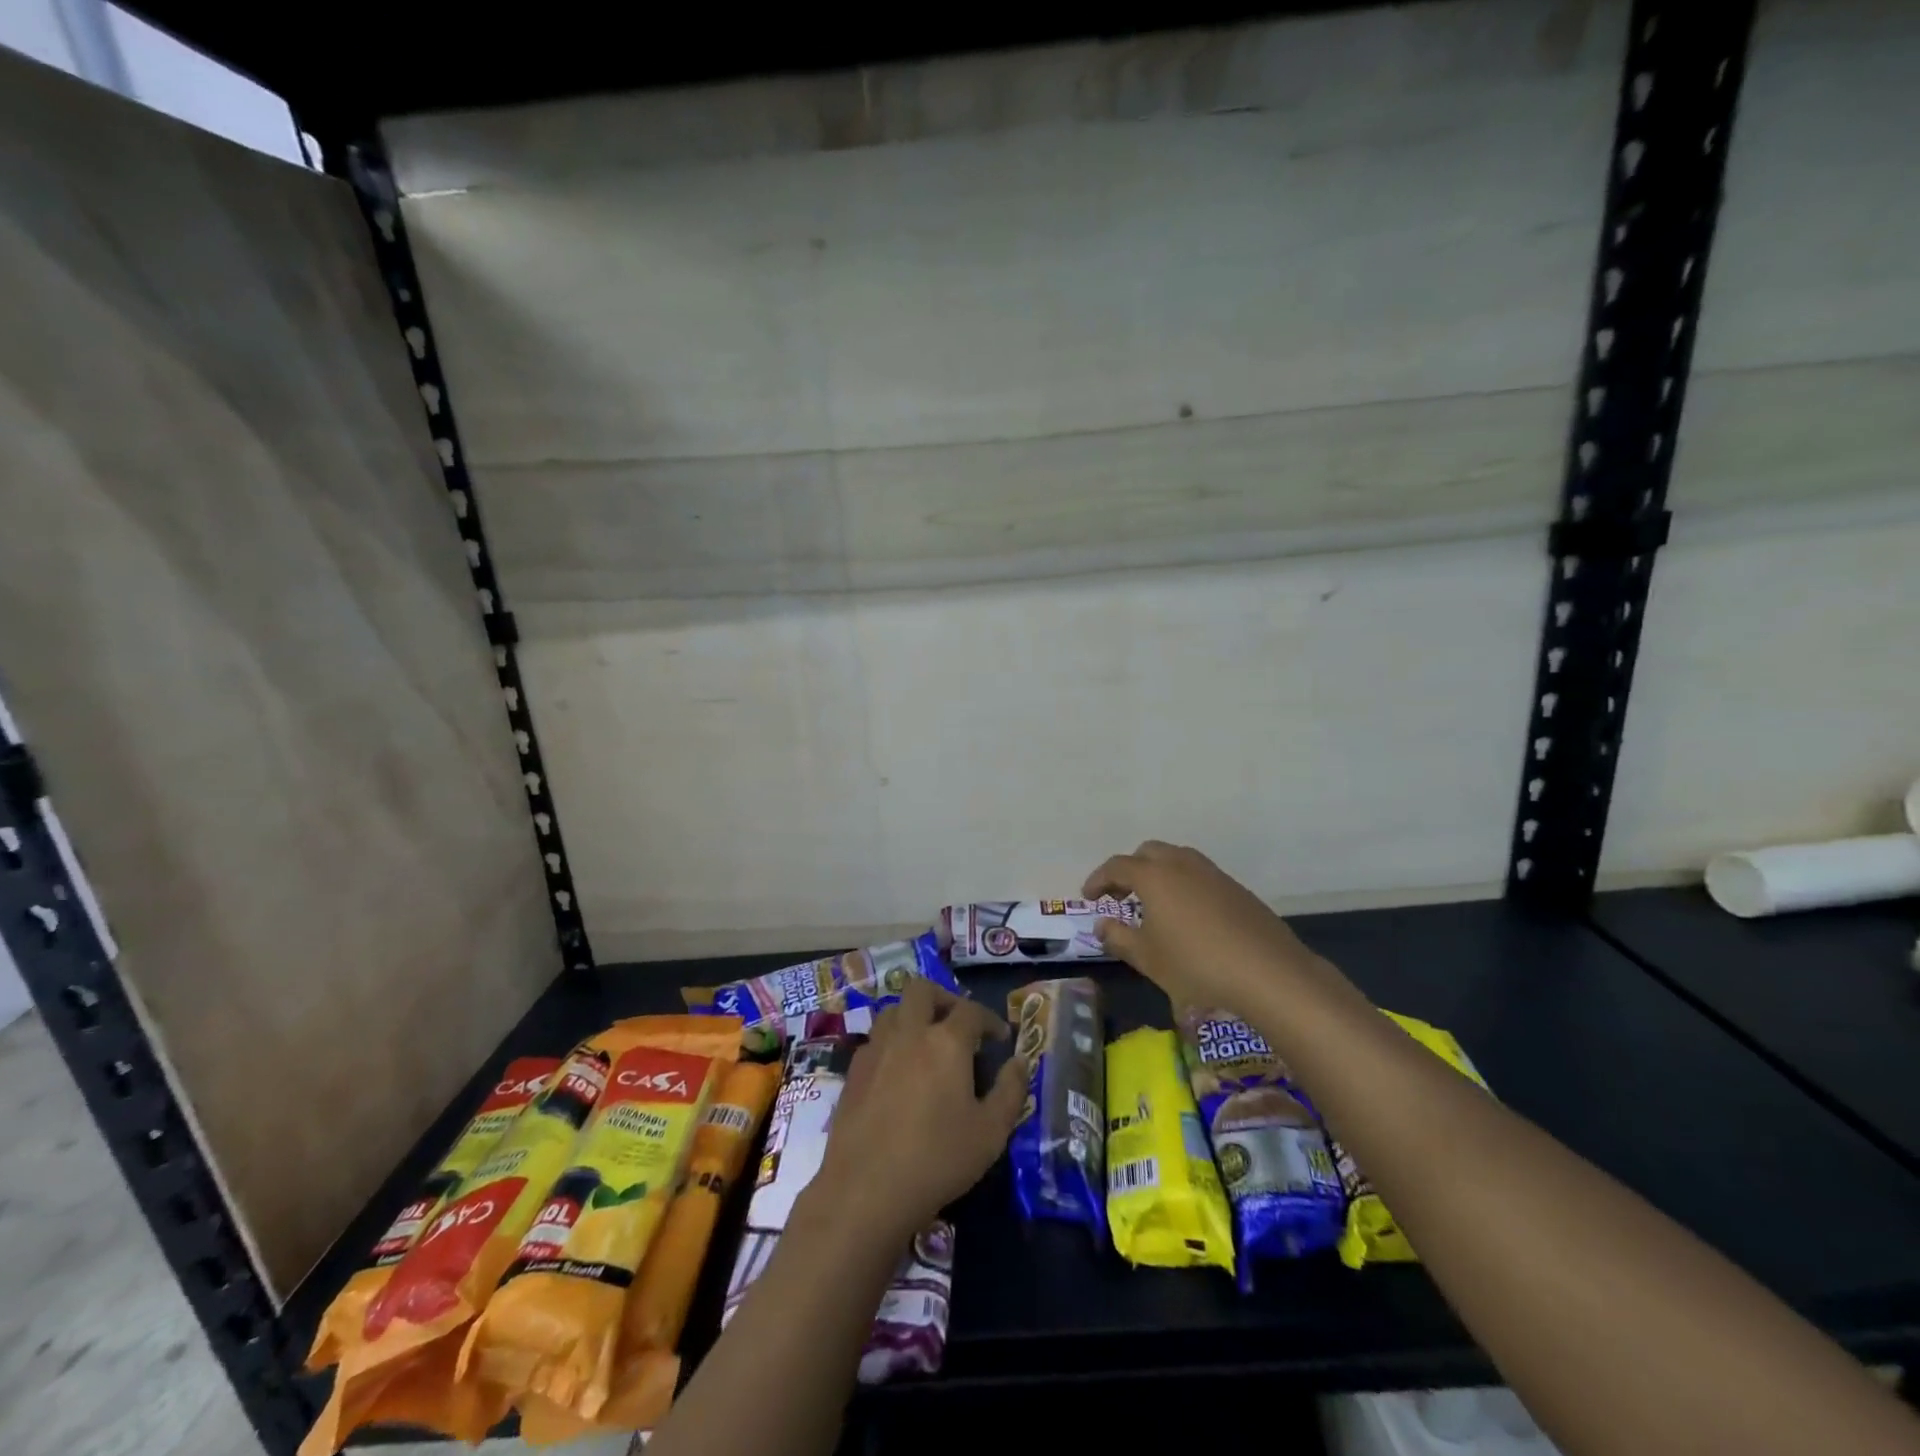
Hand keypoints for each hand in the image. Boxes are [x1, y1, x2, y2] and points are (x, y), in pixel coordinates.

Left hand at [807, 978, 1026, 1244]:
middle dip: (944, 999)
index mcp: (946, 1042)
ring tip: (927, 1043)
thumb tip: (1020, 1062)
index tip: (1000, 1038)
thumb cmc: (937, 1160)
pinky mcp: (853, 1072)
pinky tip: (899, 1072)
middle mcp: (909, 1033)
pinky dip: (892, 1043)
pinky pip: (875, 1040)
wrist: (865, 1189)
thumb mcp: (991, 1133)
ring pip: (894, 1010)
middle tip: (958, 1025)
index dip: (990, 1019)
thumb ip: (1011, 1092)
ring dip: (913, 1016)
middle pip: (922, 990)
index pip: (971, 1011)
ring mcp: (876, 1049)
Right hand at [1084, 840, 1330, 1015]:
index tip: (1088, 897)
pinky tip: (1188, 917)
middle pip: (1148, 853)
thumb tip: (1101, 925)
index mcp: (1154, 876)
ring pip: (1177, 859)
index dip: (1098, 880)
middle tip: (1120, 898)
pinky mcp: (1236, 888)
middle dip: (1129, 870)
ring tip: (1154, 906)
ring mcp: (1213, 873)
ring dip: (1158, 875)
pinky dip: (1183, 885)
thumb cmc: (1196, 965)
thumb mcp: (1148, 959)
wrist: (1269, 973)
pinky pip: (1199, 875)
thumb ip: (1119, 938)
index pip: (1116, 866)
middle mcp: (1181, 864)